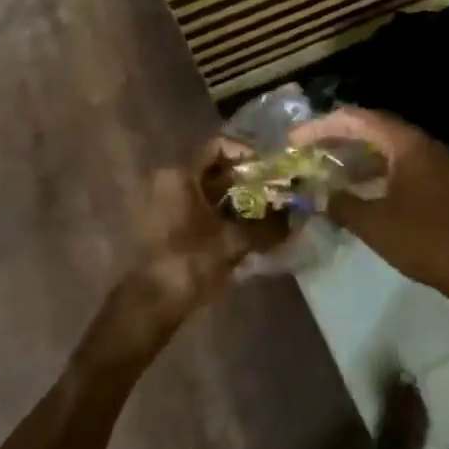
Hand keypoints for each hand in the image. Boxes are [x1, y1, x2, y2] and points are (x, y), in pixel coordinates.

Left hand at [104, 140, 288, 360]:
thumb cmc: (191, 260)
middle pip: (212, 170)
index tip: (268, 170)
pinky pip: (195, 209)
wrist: (153, 301)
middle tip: (272, 194)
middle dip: (244, 182)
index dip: (245, 153)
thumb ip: (267, 228)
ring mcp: (161, 203)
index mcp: (179, 174)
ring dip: (233, 201)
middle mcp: (166, 181)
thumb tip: (295, 220)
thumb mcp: (234, 241)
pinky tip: (241, 233)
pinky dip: (218, 216)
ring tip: (263, 216)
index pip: (217, 146)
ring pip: (205, 192)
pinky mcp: (161, 225)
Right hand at [290, 106, 448, 303]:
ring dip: (353, 153)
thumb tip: (319, 195)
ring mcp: (432, 163)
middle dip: (335, 136)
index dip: (321, 126)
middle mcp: (420, 144)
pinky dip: (371, 169)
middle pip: (370, 127)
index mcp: (406, 143)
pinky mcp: (437, 183)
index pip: (356, 119)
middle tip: (304, 147)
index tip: (294, 139)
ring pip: (384, 147)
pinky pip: (396, 164)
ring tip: (323, 165)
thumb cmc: (425, 240)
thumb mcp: (373, 223)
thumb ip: (340, 204)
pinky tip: (354, 187)